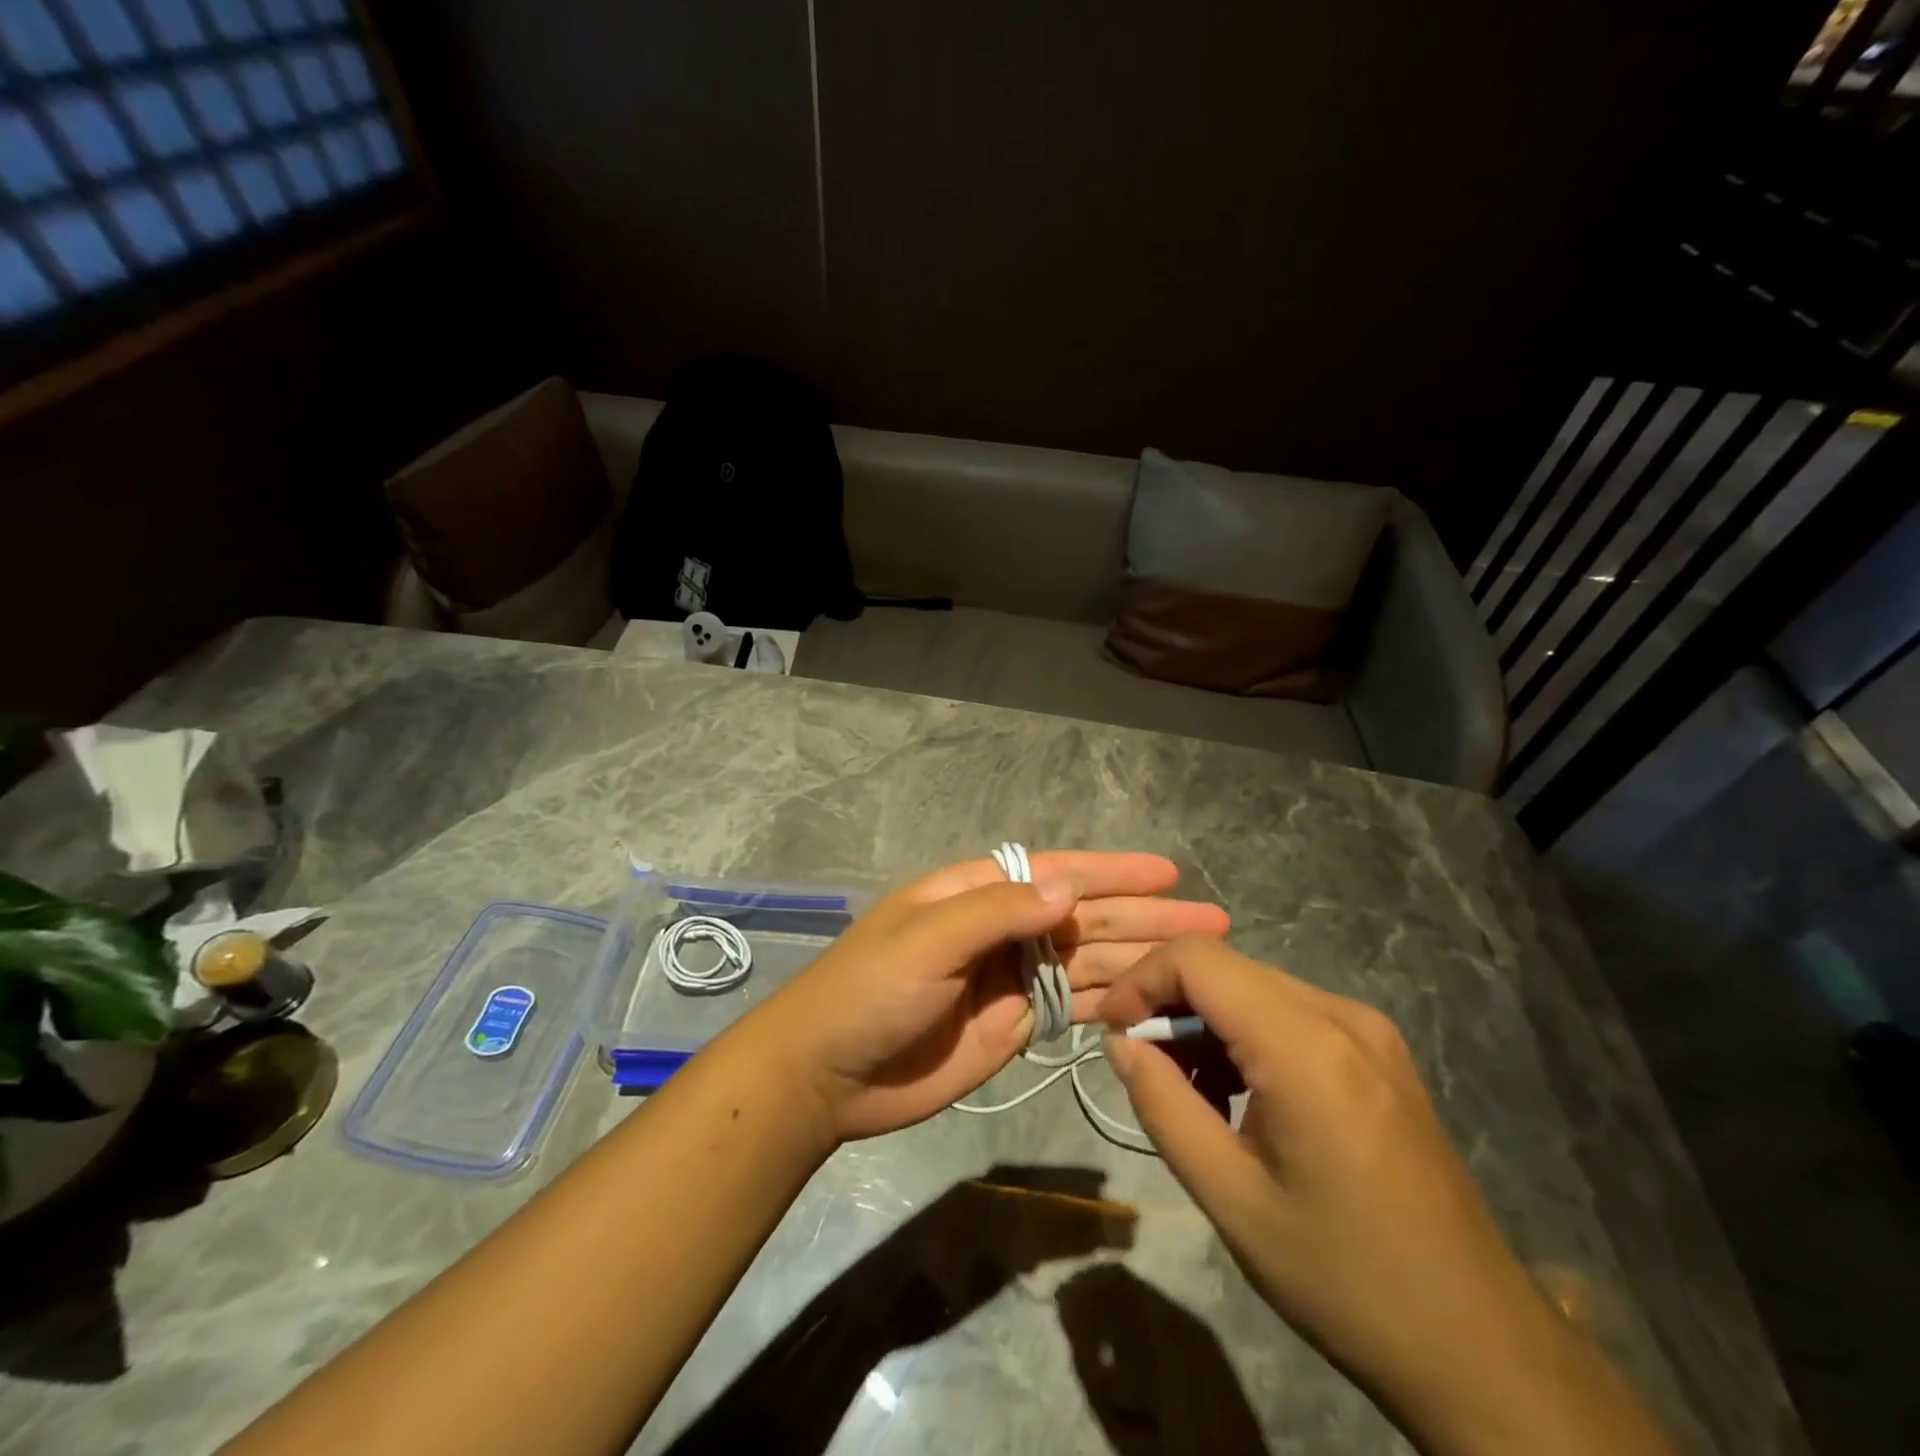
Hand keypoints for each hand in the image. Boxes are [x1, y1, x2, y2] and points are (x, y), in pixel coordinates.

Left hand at [736, 852, 1228, 1141]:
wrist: (828, 1074)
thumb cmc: (869, 991)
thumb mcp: (927, 939)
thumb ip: (996, 913)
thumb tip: (1069, 889)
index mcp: (977, 894)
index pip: (1057, 873)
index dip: (1112, 872)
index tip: (1167, 873)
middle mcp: (1003, 930)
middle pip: (1085, 917)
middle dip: (1146, 916)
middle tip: (1212, 921)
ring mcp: (1013, 979)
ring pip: (1089, 961)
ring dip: (1140, 956)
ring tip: (1200, 960)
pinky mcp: (1017, 1024)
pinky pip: (1075, 1004)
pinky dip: (1113, 1000)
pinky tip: (1154, 999)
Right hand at [1098, 938, 1674, 1455]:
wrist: (1480, 1345)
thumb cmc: (1344, 1277)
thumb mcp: (1231, 1199)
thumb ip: (1163, 1106)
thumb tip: (1121, 1043)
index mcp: (1306, 1046)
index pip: (1197, 959)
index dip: (1141, 980)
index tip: (1114, 1033)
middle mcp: (1342, 1015)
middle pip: (1225, 968)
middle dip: (1169, 1004)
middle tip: (1146, 1070)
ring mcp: (1368, 1030)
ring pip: (1254, 987)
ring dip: (1207, 1024)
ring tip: (1193, 1095)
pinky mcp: (1379, 1052)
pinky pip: (1289, 1013)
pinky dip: (1245, 1036)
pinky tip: (1242, 1097)